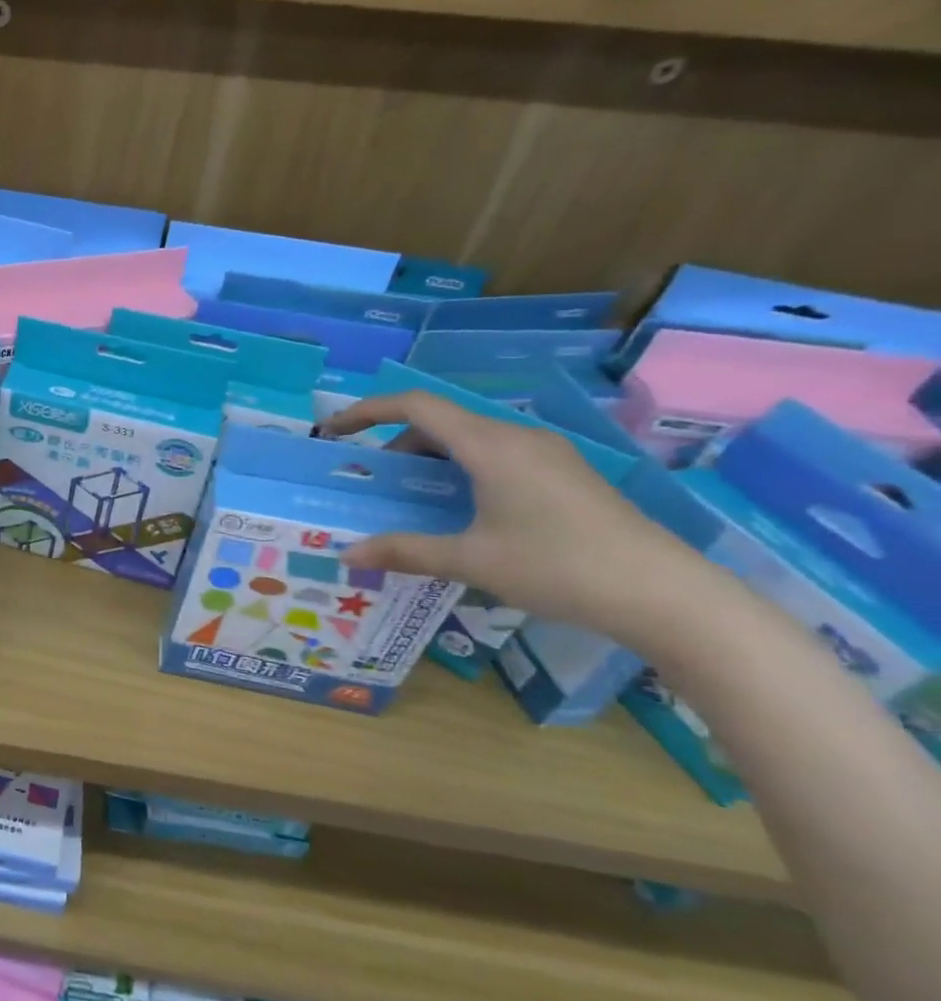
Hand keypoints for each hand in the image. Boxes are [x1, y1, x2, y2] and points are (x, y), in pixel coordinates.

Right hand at [319, 391, 708, 642]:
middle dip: (397, 444)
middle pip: (441, 421)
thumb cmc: (558, 567)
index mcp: (490, 445)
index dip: (367, 411)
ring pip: (471, 439)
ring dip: (431, 459)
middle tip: (373, 482)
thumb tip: (346, 554)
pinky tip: (463, 510)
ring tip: (413, 498)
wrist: (666, 595)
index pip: (415, 406)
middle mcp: (518, 437)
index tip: (335, 431)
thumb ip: (405, 551)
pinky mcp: (566, 475)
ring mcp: (548, 454)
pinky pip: (497, 455)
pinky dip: (462, 469)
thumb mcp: (471, 560)